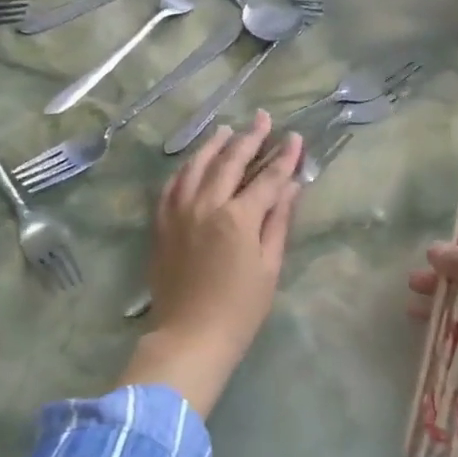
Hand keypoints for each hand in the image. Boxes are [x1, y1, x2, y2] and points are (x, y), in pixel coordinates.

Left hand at [117, 114, 303, 417]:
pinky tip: (193, 162)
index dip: (284, 157)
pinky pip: (171, 186)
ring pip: (195, 167)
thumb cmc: (240, 309)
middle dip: (249, 138)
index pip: (267, 178)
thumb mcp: (269, 267)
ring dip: (213, 145)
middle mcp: (205, 206)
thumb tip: (291, 187)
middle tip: (263, 118)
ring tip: (226, 129)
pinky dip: (185, 169)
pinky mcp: (162, 225)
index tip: (295, 137)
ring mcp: (179, 213)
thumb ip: (278, 221)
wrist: (189, 338)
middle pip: (229, 162)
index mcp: (237, 218)